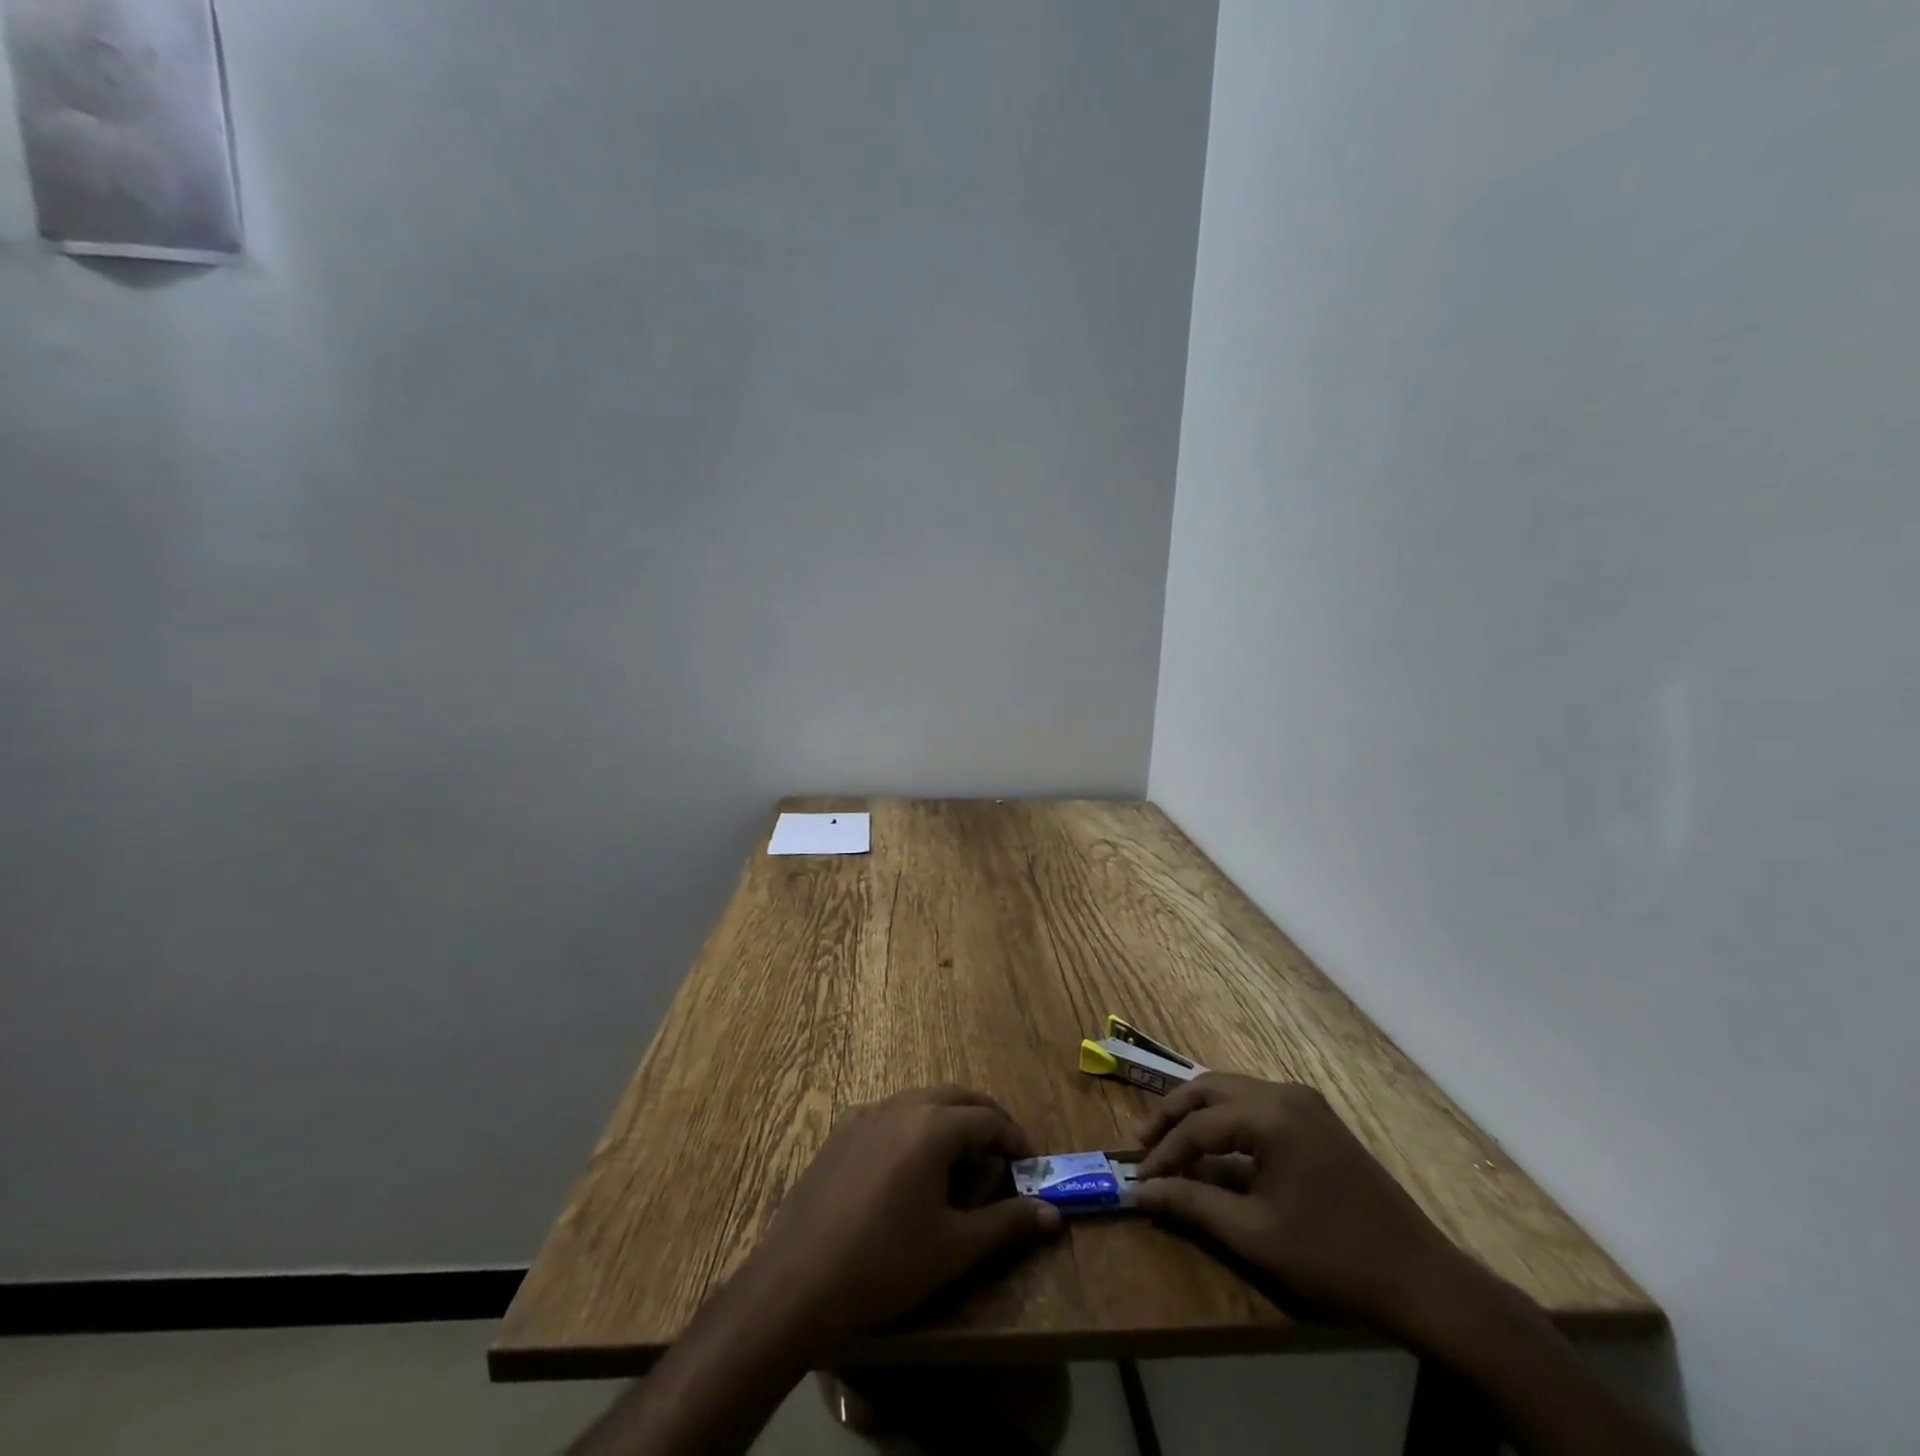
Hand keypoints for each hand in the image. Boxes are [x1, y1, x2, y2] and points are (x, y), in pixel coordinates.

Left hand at [733, 1085, 1062, 1355]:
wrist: (795, 1282)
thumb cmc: (884, 1265)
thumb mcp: (953, 1249)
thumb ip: (1006, 1225)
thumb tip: (1053, 1215)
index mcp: (933, 1126)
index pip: (988, 1118)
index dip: (1014, 1139)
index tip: (1029, 1165)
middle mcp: (901, 1105)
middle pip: (956, 1097)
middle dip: (985, 1119)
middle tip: (1003, 1154)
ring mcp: (866, 1113)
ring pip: (921, 1100)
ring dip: (949, 1118)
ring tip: (962, 1159)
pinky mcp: (841, 1130)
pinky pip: (890, 1113)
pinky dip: (914, 1125)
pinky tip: (910, 1166)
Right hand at [1133, 1073, 1466, 1338]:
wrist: (1423, 1280)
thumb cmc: (1333, 1258)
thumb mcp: (1255, 1235)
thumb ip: (1192, 1204)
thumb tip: (1140, 1191)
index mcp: (1270, 1115)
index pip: (1198, 1125)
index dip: (1164, 1152)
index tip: (1139, 1179)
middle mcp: (1284, 1092)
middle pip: (1210, 1088)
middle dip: (1173, 1114)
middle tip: (1145, 1145)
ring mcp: (1304, 1101)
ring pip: (1232, 1090)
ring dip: (1198, 1113)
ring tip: (1172, 1144)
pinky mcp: (1316, 1118)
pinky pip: (1256, 1102)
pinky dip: (1227, 1118)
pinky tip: (1216, 1146)